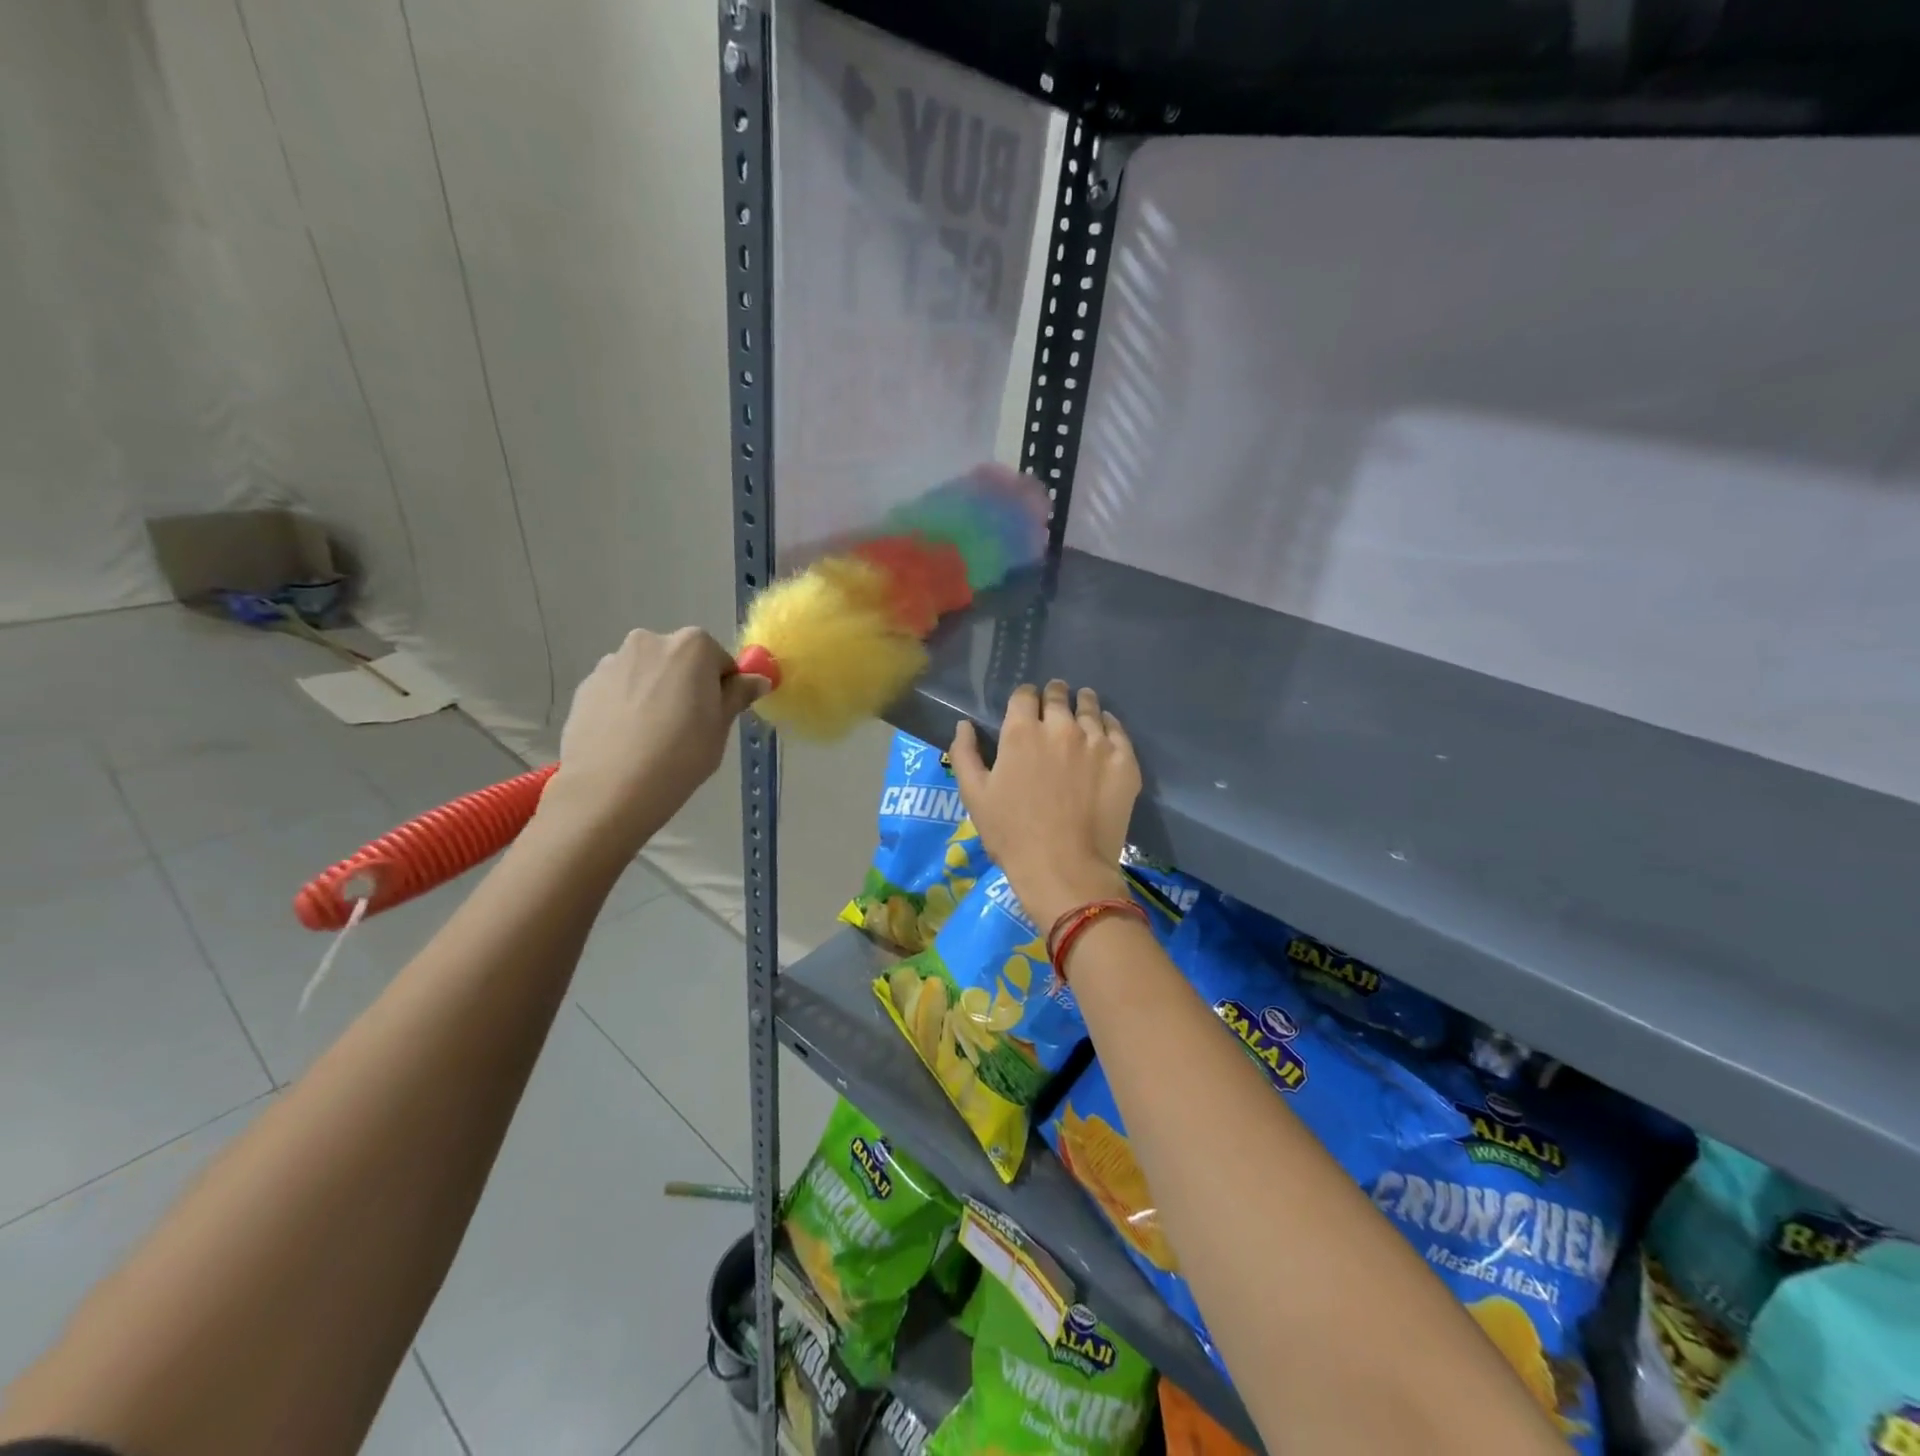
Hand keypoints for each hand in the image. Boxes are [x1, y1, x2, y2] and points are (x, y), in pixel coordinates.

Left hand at [542, 628, 766, 848]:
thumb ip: (738, 694)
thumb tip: (758, 679)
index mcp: (691, 646)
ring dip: (654, 693)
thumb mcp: (721, 726)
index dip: (722, 688)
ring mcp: (612, 661)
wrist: (609, 789)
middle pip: (680, 661)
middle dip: (686, 685)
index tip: (715, 717)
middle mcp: (649, 641)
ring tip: (651, 737)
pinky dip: (627, 706)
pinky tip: (627, 740)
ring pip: (647, 674)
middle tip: (687, 727)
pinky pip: (619, 690)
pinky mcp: (586, 685)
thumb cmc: (681, 754)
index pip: (720, 660)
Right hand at [948, 680, 1140, 929]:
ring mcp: (1096, 742)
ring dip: (1083, 704)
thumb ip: (965, 753)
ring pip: (1090, 707)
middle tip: (1055, 704)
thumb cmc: (1012, 835)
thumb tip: (964, 724)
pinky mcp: (1124, 760)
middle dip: (1054, 696)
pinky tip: (1105, 731)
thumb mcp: (974, 796)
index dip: (1024, 698)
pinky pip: (1118, 730)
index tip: (1027, 707)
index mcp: (1021, 732)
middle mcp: (1061, 727)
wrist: (1065, 869)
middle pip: (1058, 695)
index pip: (1024, 695)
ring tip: (1082, 708)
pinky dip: (1109, 725)